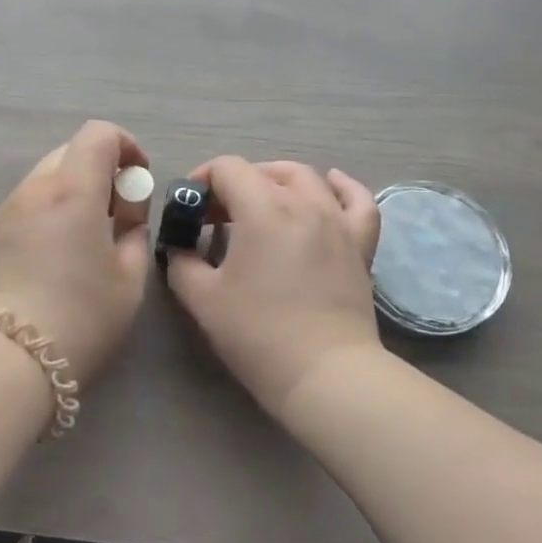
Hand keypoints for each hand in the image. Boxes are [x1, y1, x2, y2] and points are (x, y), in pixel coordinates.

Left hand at [0, 120, 152, 384]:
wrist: (7, 359)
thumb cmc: (80, 317)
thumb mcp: (129, 279)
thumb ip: (134, 234)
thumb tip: (126, 217)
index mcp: (72, 189)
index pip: (98, 134)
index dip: (126, 145)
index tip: (138, 180)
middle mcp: (35, 188)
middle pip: (71, 151)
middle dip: (101, 169)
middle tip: (118, 213)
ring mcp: (8, 209)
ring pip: (48, 176)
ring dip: (75, 189)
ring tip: (88, 237)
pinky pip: (29, 202)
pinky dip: (52, 208)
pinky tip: (59, 253)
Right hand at [166, 158, 381, 416]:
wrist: (325, 374)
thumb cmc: (258, 334)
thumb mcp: (202, 299)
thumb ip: (182, 262)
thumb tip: (181, 248)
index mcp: (262, 208)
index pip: (227, 168)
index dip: (202, 180)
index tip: (191, 209)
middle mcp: (303, 202)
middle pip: (264, 171)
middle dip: (235, 184)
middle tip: (218, 218)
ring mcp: (337, 221)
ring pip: (307, 178)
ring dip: (277, 181)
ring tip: (262, 203)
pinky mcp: (360, 244)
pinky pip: (357, 200)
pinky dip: (341, 187)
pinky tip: (328, 186)